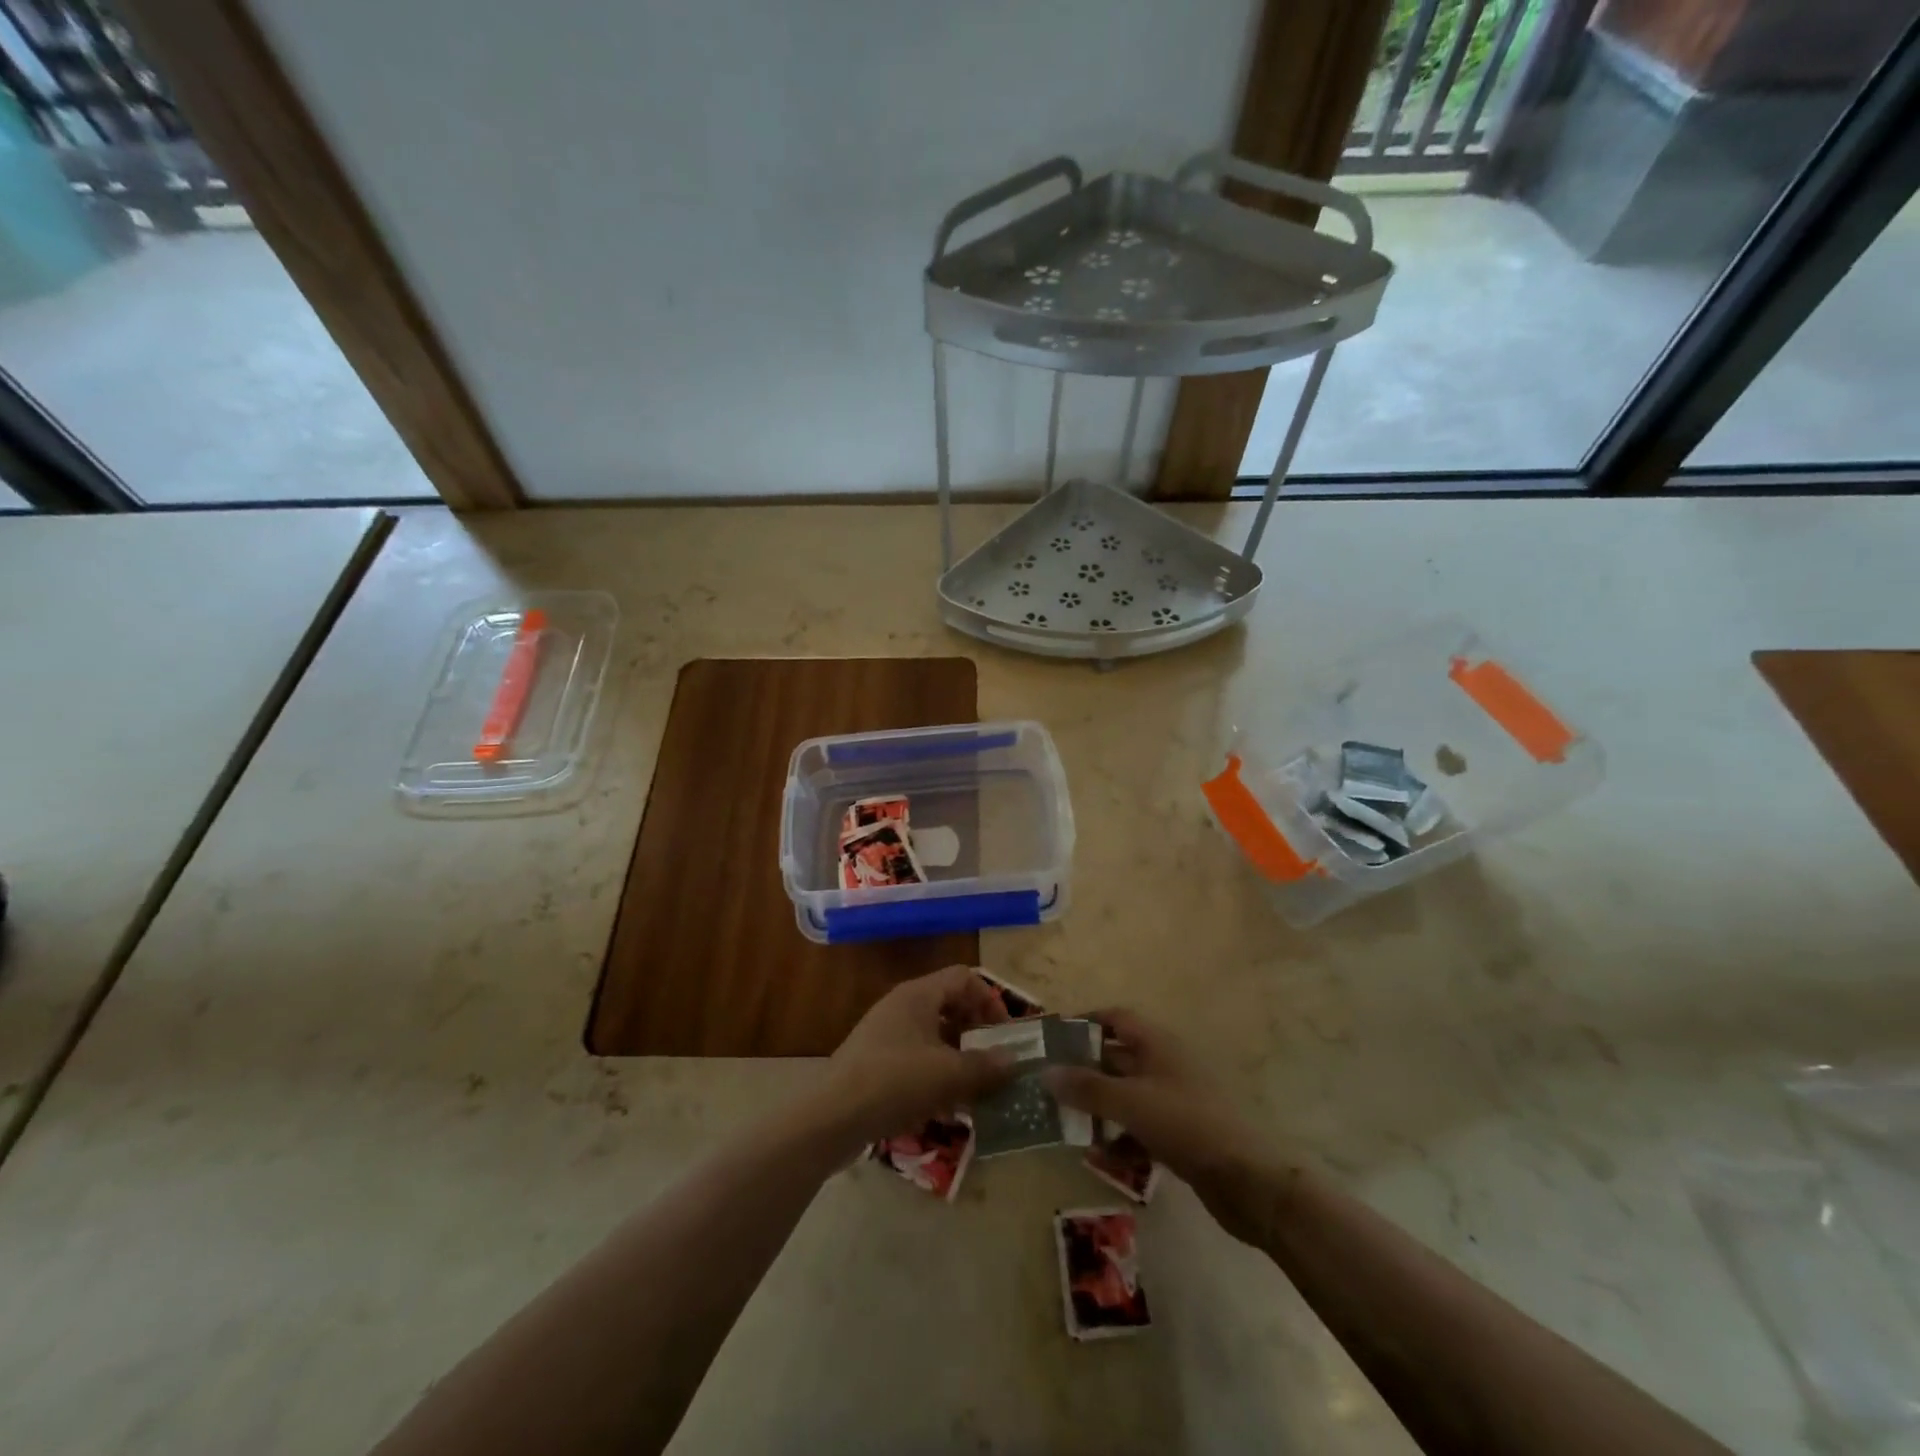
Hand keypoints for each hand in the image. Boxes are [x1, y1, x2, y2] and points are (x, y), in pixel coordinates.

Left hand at [821, 965, 1016, 1147]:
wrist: (832, 1117)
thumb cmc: (895, 1082)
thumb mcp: (949, 1075)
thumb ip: (985, 1066)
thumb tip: (1013, 1060)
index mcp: (919, 994)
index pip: (964, 977)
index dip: (989, 1000)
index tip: (1004, 1034)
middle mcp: (901, 1005)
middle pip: (949, 1004)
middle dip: (975, 1031)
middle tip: (992, 1060)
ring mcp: (885, 1033)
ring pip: (933, 1035)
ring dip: (957, 1057)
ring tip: (975, 1089)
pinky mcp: (874, 1062)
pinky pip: (915, 1058)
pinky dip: (935, 1075)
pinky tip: (945, 1108)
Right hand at [1044, 1009, 1278, 1238]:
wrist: (1249, 1180)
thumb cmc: (1186, 1124)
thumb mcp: (1130, 1102)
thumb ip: (1086, 1088)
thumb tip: (1045, 1072)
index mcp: (1158, 1043)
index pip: (1115, 1018)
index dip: (1085, 1022)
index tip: (1054, 1037)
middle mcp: (1166, 1064)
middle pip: (1118, 1057)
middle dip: (1084, 1070)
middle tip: (1049, 1084)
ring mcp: (1175, 1100)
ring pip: (1127, 1095)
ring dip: (1098, 1106)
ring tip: (1064, 1121)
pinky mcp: (1181, 1134)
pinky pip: (1140, 1127)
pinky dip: (1120, 1137)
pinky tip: (1098, 1156)